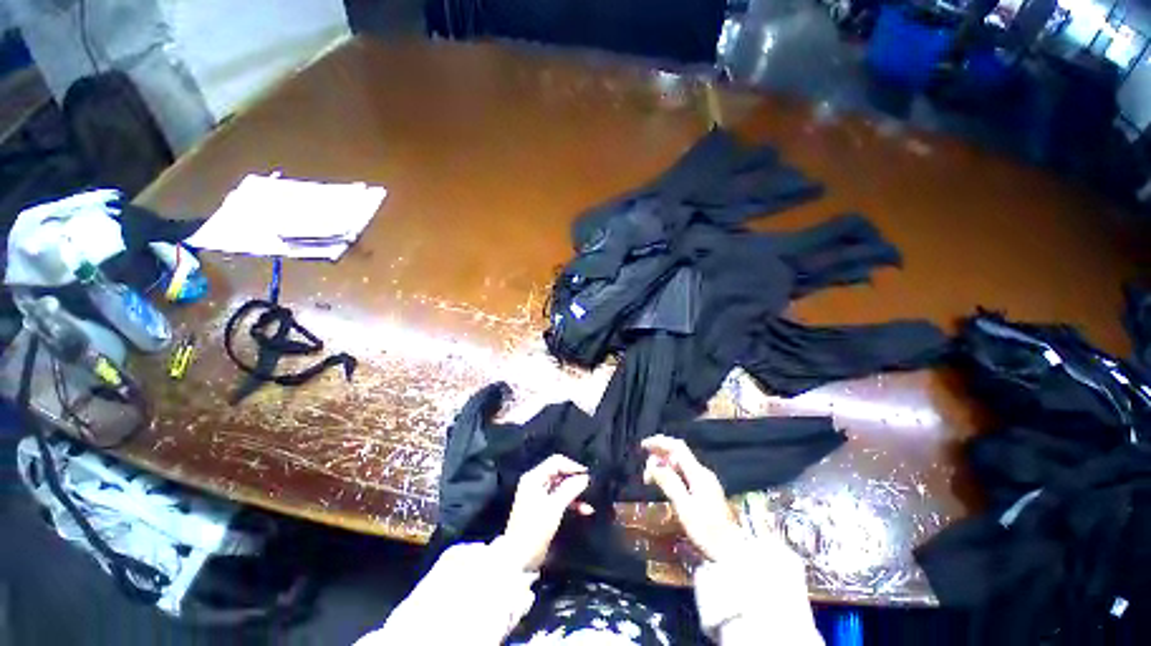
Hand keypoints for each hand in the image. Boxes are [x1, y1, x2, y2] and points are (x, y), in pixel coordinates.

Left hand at [500, 455, 594, 571]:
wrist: (519, 558)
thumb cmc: (535, 529)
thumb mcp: (555, 507)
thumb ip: (570, 489)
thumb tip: (585, 477)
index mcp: (534, 478)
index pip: (556, 462)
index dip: (572, 466)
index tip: (587, 475)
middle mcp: (535, 483)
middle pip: (559, 473)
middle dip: (575, 480)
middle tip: (590, 486)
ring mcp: (539, 495)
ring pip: (561, 486)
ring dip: (575, 493)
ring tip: (590, 500)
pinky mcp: (543, 508)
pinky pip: (560, 498)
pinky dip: (571, 502)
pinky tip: (585, 510)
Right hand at [642, 435, 742, 561]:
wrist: (732, 552)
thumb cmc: (707, 531)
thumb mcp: (684, 507)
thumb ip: (669, 482)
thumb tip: (653, 464)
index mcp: (698, 473)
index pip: (677, 447)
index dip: (659, 442)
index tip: (643, 446)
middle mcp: (702, 472)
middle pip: (678, 454)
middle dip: (659, 457)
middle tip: (646, 474)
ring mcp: (706, 481)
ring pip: (680, 464)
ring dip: (664, 467)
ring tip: (651, 481)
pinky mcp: (706, 491)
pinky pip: (685, 473)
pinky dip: (671, 474)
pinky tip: (665, 485)